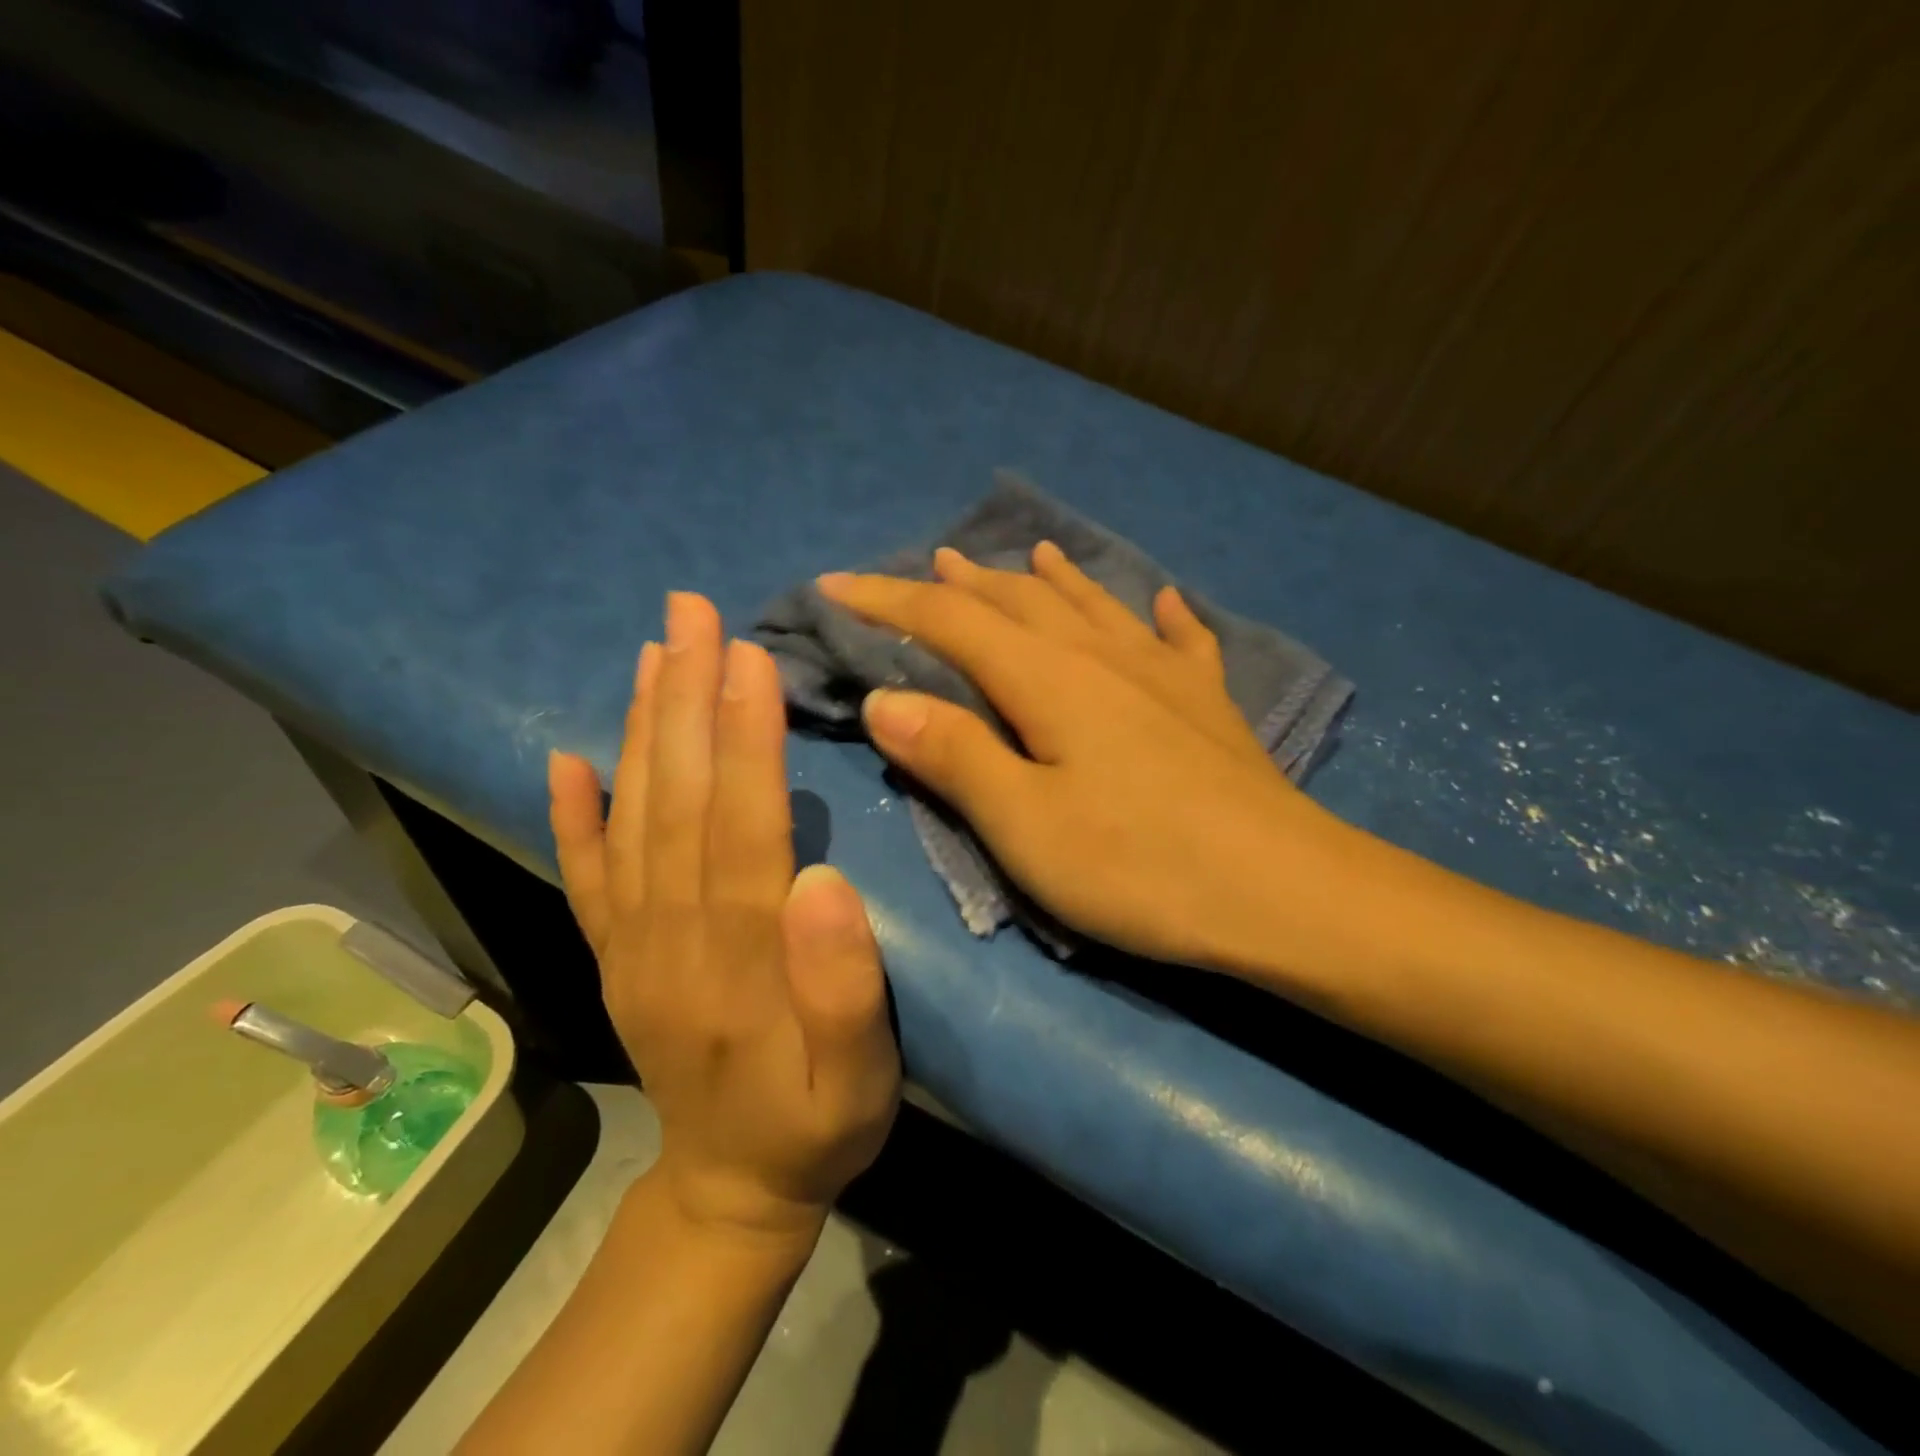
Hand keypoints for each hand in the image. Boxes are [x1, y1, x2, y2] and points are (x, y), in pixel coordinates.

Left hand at [548, 592, 899, 1241]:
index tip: (746, 656)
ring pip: (631, 816)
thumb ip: (844, 988)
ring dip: (641, 727)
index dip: (742, 737)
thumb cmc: (815, 1124)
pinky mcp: (616, 952)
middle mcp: (670, 933)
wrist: (730, 1188)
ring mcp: (633, 941)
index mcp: (737, 955)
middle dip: (686, 697)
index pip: (737, 823)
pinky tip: (565, 758)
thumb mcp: (859, 1080)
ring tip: (653, 651)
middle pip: (676, 799)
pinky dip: (571, 812)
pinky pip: (584, 873)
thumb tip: (822, 879)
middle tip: (694, 612)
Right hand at [817, 545, 1371, 973]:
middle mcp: (1102, 657)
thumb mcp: (1025, 824)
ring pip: (1091, 607)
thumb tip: (885, 700)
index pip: (949, 620)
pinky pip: (1179, 639)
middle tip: (926, 564)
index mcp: (1047, 680)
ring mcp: (1163, 675)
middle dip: (962, 583)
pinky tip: (1162, 600)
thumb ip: (954, 755)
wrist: (1284, 892)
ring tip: (1024, 554)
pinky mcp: (1207, 705)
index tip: (833, 583)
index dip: (887, 598)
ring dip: (1047, 580)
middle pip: (1018, 602)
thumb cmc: (1140, 866)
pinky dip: (1160, 614)